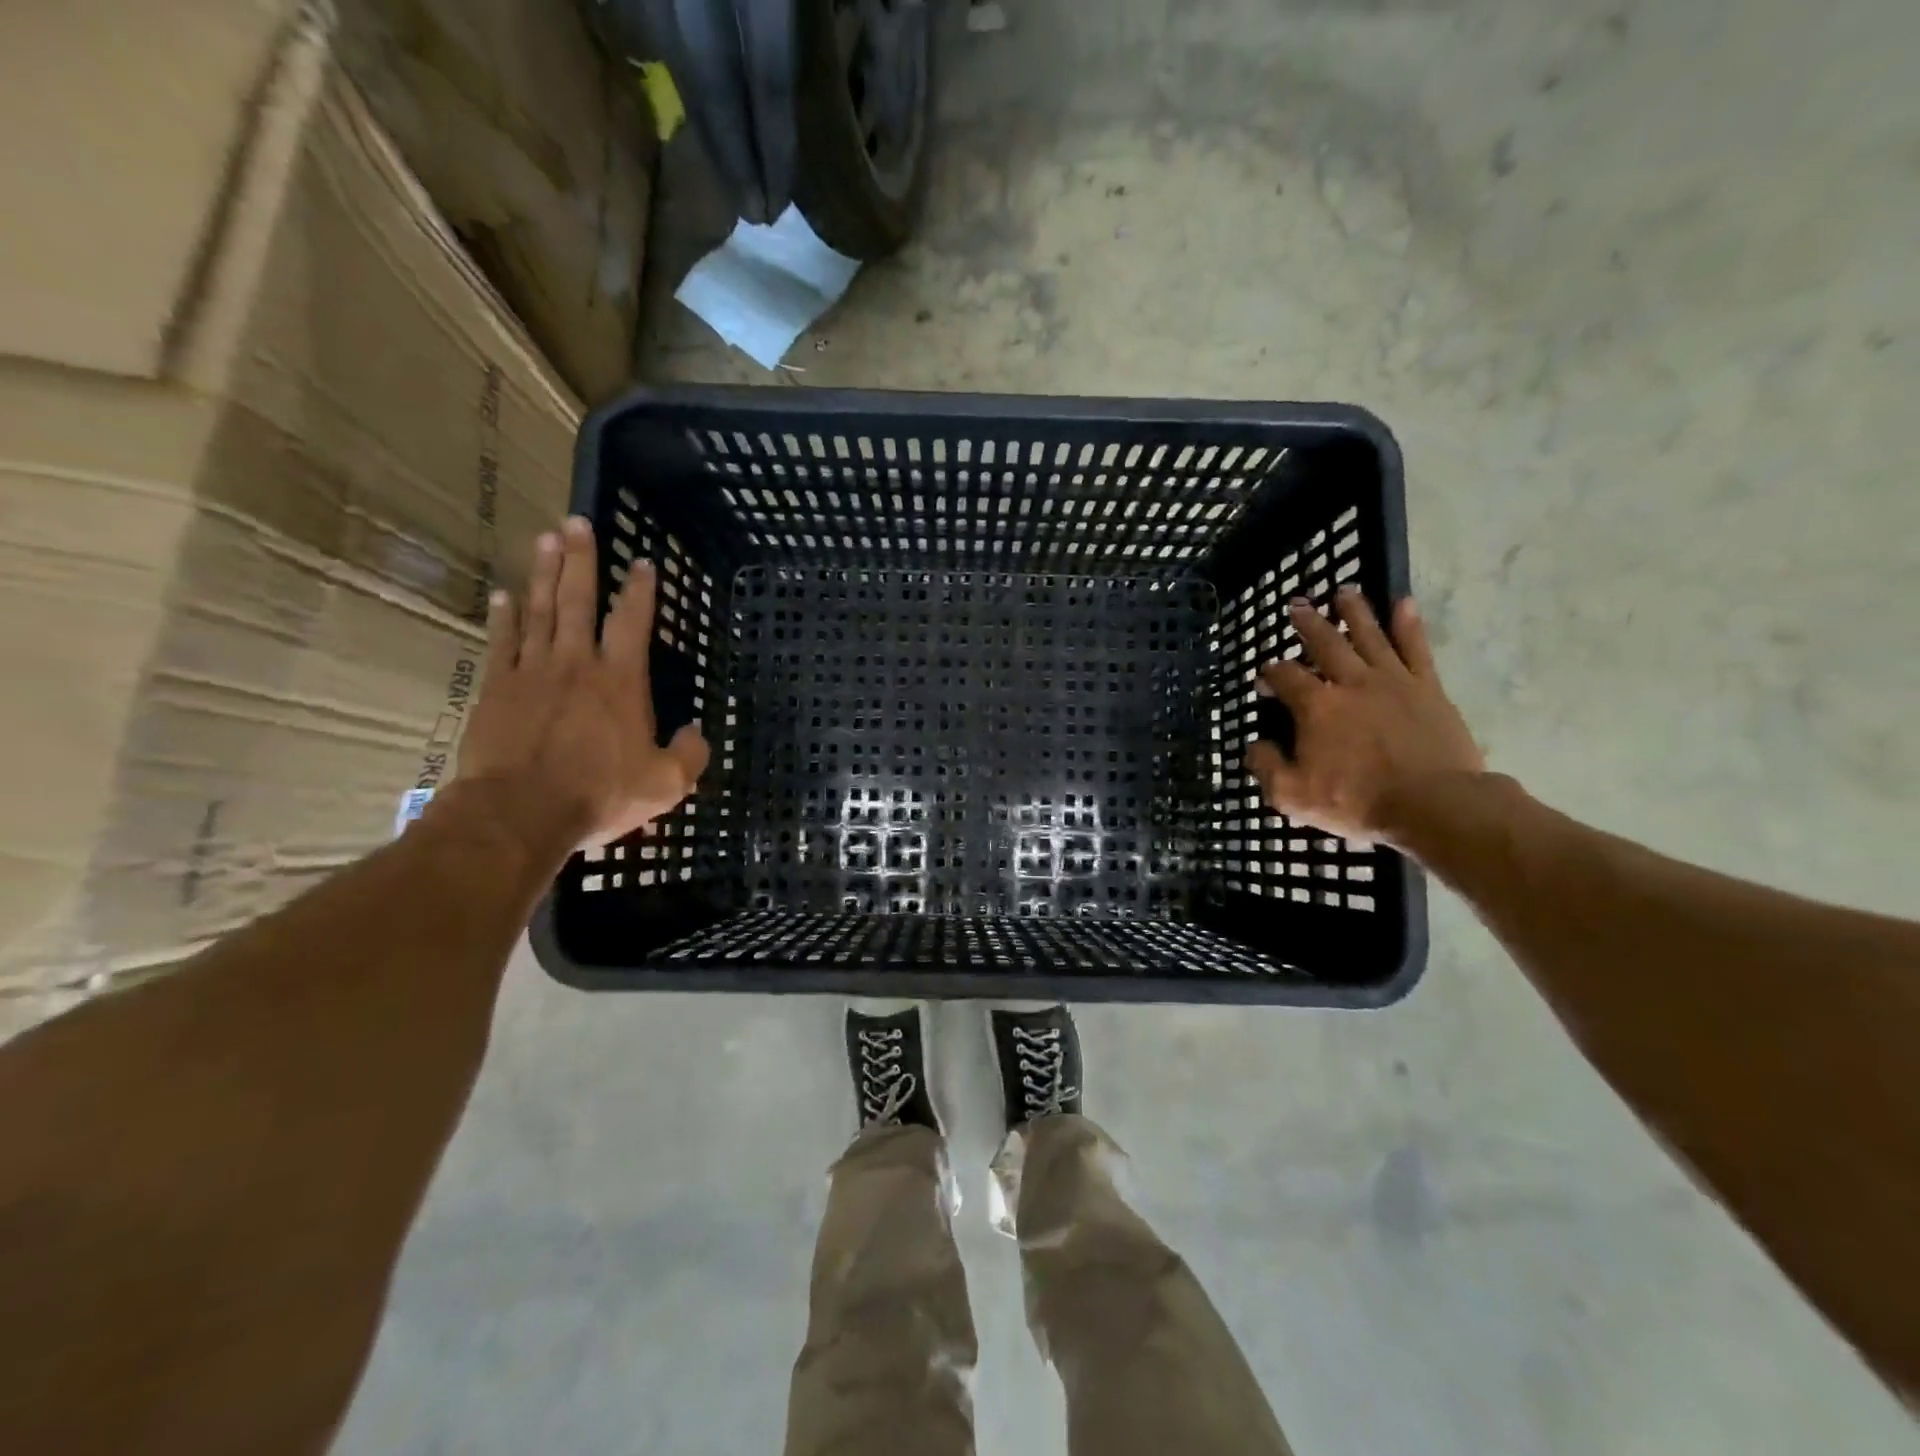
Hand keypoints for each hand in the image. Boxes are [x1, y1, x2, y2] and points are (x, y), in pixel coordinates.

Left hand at [457, 517, 708, 847]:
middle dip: (581, 559)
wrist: (520, 812)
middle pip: (578, 600)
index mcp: (621, 681)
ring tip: (547, 539)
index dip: (640, 590)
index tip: (642, 562)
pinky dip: (504, 616)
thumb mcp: (666, 784)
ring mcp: (532, 672)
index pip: (633, 623)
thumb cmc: (600, 794)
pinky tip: (503, 595)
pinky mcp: (497, 688)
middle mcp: (577, 664)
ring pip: (539, 610)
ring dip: (544, 573)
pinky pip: (502, 642)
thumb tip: (697, 732)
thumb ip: (689, 755)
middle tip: (578, 522)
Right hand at [1245, 585, 1483, 845]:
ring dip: (1354, 612)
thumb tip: (1254, 745)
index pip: (1286, 677)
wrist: (1434, 804)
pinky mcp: (1427, 688)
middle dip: (1307, 623)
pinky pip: (1415, 648)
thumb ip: (1266, 767)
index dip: (1271, 672)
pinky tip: (1403, 603)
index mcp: (1315, 707)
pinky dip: (1408, 624)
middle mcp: (1350, 682)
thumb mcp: (1293, 796)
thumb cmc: (1357, 801)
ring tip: (1344, 591)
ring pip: (1369, 635)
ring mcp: (1392, 681)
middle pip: (1325, 643)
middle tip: (1297, 604)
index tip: (1265, 674)